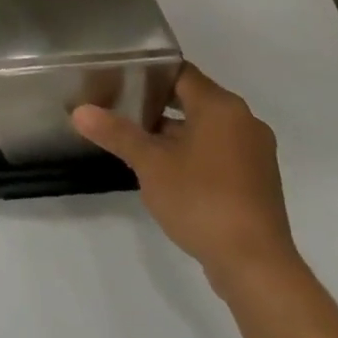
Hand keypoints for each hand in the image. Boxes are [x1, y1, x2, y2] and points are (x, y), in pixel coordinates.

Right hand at [73, 63, 299, 296]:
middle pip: (193, 98)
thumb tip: (79, 111)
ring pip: (206, 127)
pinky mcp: (257, 181)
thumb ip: (116, 133)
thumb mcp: (150, 164)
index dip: (148, 71)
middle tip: (119, 105)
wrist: (255, 266)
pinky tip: (165, 169)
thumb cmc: (201, 200)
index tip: (118, 76)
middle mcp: (244, 122)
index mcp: (222, 107)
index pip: (180, 72)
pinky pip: (219, 151)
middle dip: (157, 102)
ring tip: (136, 138)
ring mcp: (255, 153)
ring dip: (174, 131)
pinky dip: (193, 152)